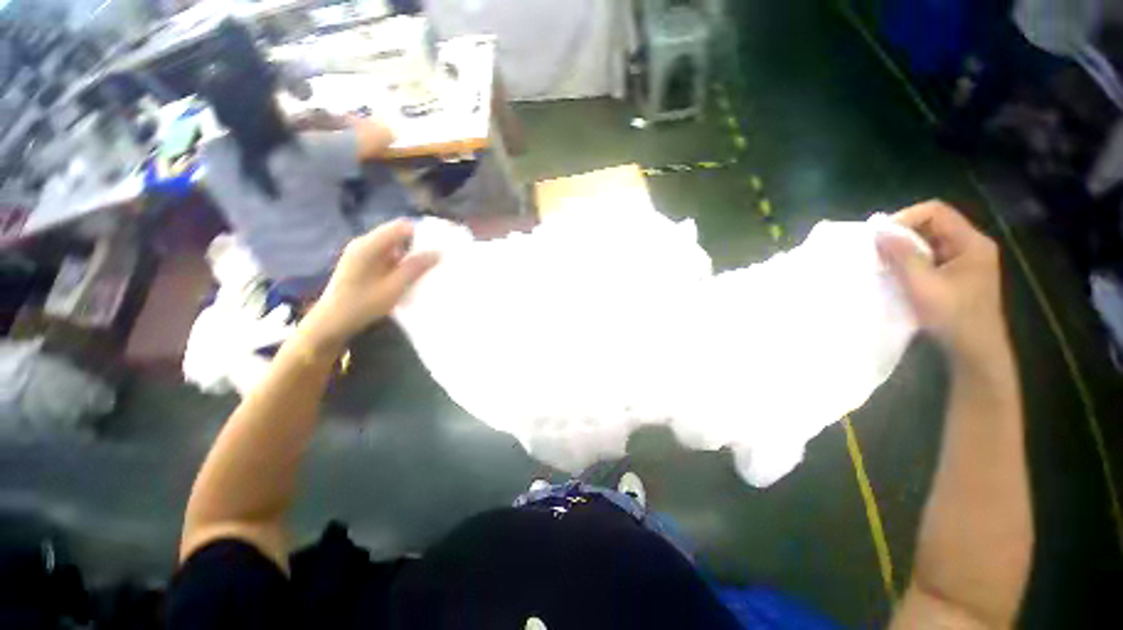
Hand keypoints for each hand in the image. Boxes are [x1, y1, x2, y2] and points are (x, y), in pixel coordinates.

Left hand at [301, 220, 438, 350]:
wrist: (332, 322)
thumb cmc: (362, 305)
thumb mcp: (393, 287)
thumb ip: (415, 268)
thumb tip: (438, 252)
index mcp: (369, 245)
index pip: (402, 227)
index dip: (423, 232)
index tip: (441, 244)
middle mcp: (365, 244)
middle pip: (398, 235)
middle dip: (419, 244)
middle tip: (439, 256)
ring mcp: (363, 253)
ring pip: (395, 246)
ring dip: (412, 254)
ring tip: (430, 265)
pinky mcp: (364, 263)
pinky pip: (389, 255)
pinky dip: (402, 262)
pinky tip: (413, 274)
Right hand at [877, 200, 1008, 365]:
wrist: (975, 351)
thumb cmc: (953, 316)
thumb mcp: (923, 285)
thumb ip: (902, 255)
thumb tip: (879, 230)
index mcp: (971, 242)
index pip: (936, 212)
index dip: (905, 218)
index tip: (880, 238)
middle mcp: (971, 246)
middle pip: (932, 224)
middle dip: (902, 235)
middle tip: (878, 251)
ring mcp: (966, 261)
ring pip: (929, 242)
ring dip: (904, 250)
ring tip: (884, 264)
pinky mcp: (957, 275)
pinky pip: (931, 257)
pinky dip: (911, 262)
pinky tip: (898, 275)